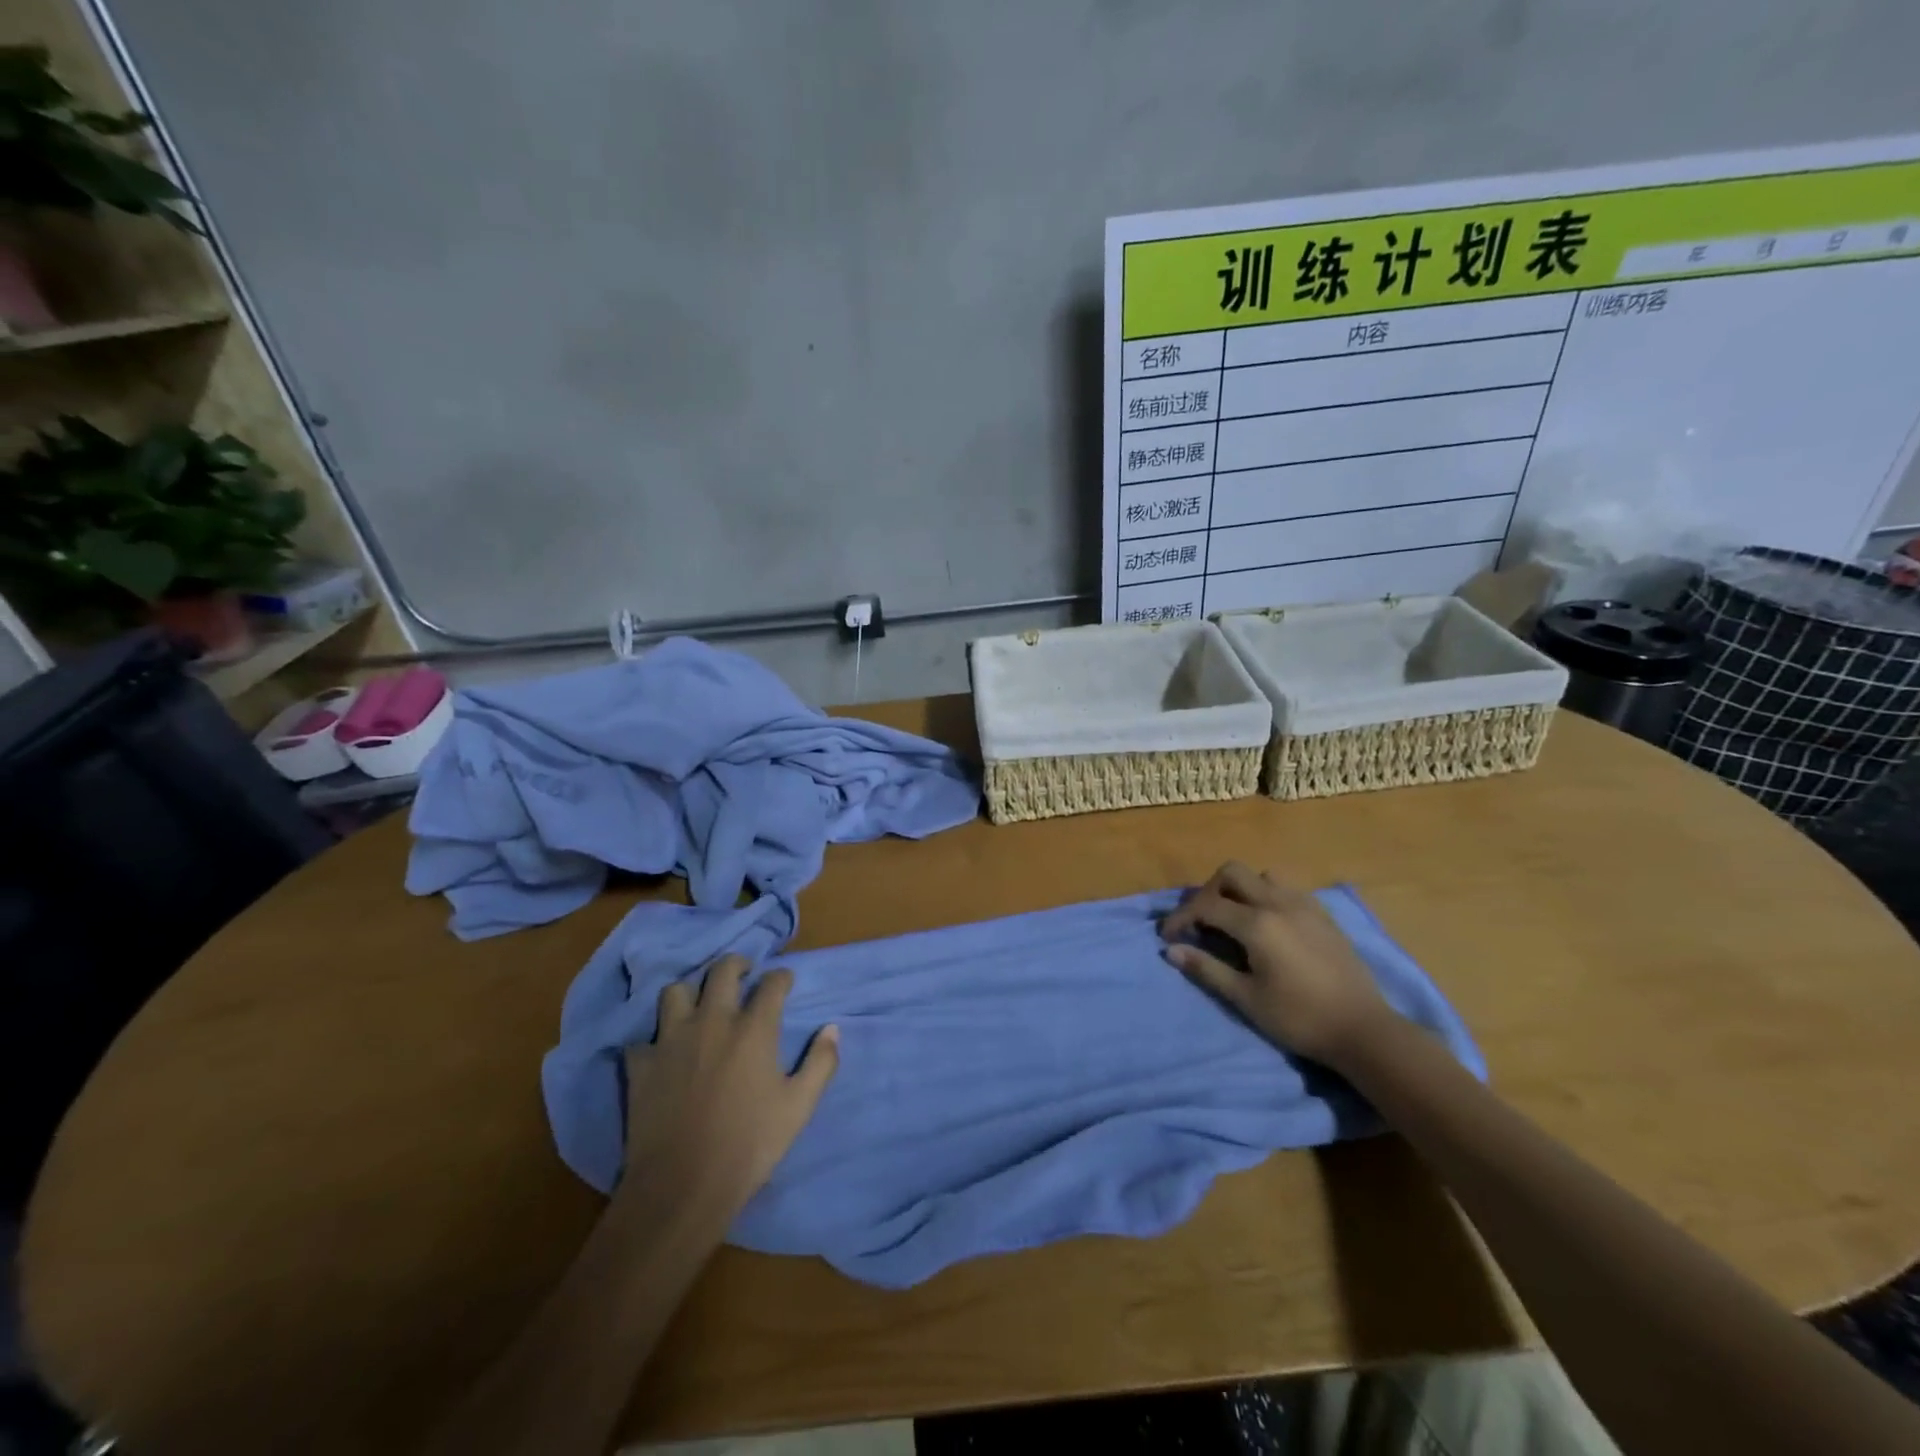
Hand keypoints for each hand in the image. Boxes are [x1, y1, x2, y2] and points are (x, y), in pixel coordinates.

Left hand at [622, 955, 838, 1222]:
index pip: (772, 983)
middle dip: (738, 965)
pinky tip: (663, 1053)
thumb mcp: (799, 1107)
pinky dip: (654, 1040)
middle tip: (744, 975)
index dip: (782, 977)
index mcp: (753, 1028)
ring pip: (675, 991)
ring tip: (699, 1005)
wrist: (682, 1186)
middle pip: (723, 971)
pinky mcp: (642, 1065)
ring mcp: (671, 1040)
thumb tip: (832, 1029)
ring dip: (691, 992)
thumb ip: (821, 1063)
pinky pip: (643, 1038)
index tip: (785, 982)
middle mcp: (712, 1021)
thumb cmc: (749, 1144)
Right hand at [1160, 862, 1393, 1066]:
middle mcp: (1279, 903)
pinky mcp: (1323, 915)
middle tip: (1201, 922)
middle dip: (1208, 892)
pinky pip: (1287, 889)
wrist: (1364, 1030)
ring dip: (1241, 890)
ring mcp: (1305, 905)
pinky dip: (1267, 897)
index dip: (1180, 917)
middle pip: (1232, 873)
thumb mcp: (1246, 998)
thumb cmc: (1300, 1018)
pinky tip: (1268, 926)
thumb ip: (1207, 969)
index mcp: (1257, 923)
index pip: (1206, 906)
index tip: (1167, 936)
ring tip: (1235, 920)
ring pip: (1262, 876)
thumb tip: (1171, 950)